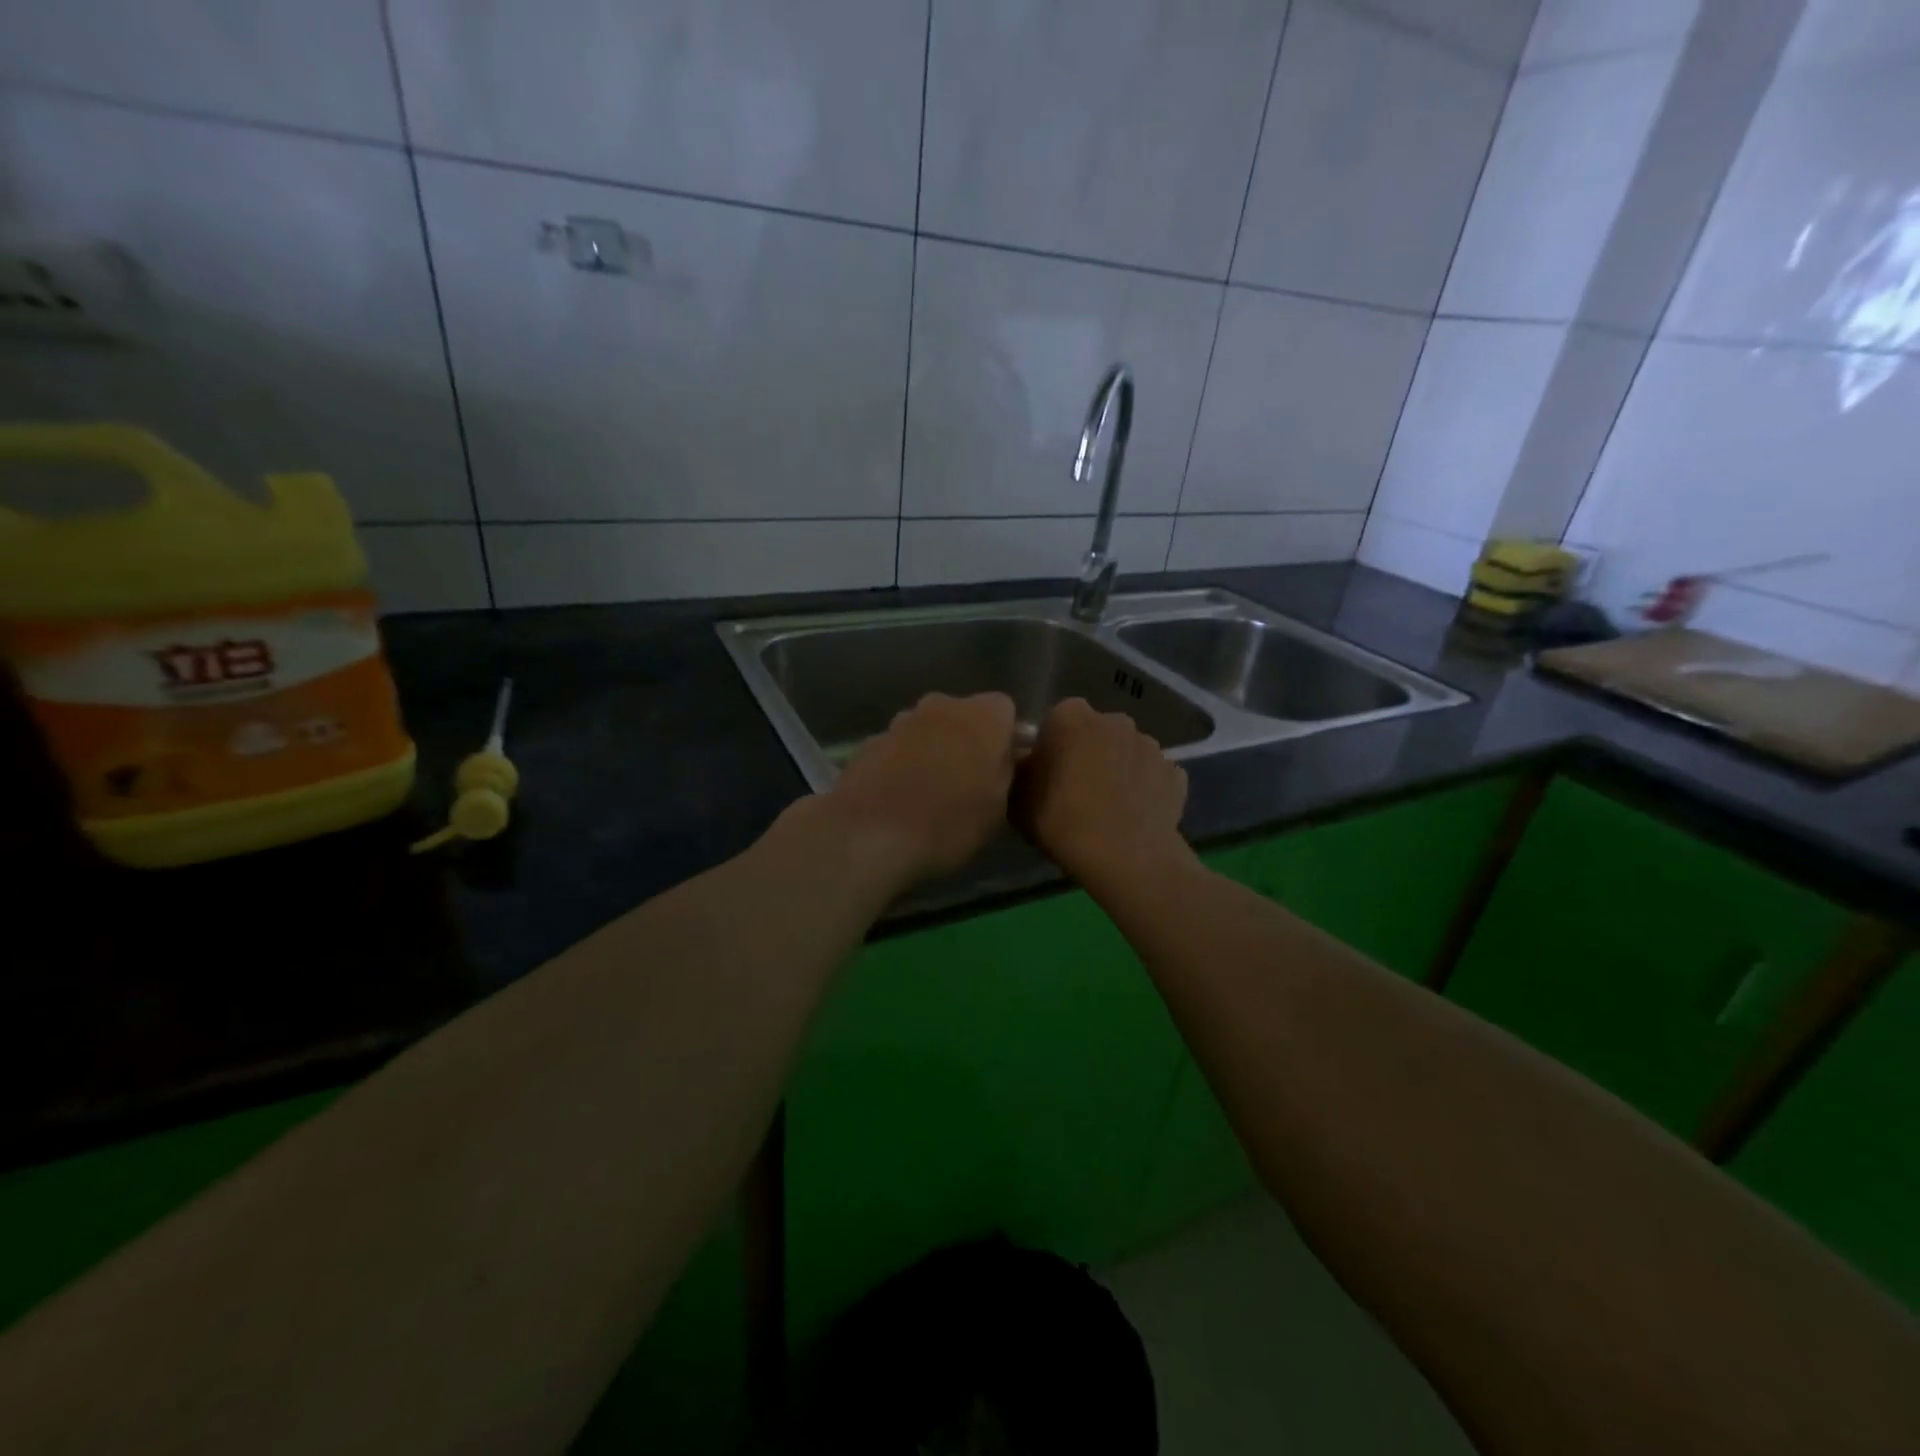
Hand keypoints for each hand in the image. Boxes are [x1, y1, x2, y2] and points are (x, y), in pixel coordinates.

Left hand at [824, 692, 1017, 882]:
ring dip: (932, 750)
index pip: (1004, 710)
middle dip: (967, 741)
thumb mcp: (998, 807)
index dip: (1006, 737)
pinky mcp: (869, 742)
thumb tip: (1004, 758)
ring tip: (931, 793)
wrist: (871, 833)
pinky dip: (902, 765)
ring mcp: (901, 721)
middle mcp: (941, 705)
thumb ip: (1005, 772)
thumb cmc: (950, 822)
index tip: (1004, 767)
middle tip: (969, 781)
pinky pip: (898, 749)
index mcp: (983, 716)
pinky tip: (900, 798)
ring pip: (927, 730)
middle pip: (962, 716)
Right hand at [1014, 698, 1189, 889]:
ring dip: (1119, 770)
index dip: (1052, 746)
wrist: (1123, 856)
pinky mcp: (1175, 774)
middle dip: (1088, 753)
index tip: (1047, 774)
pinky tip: (1135, 815)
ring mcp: (1150, 746)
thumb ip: (1019, 768)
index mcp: (1071, 716)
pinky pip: (1154, 777)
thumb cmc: (1060, 820)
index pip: (1057, 720)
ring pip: (1127, 753)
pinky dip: (1146, 790)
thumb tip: (1025, 761)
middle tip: (1076, 791)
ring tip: (1109, 807)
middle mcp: (1114, 720)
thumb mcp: (1016, 796)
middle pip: (1096, 732)